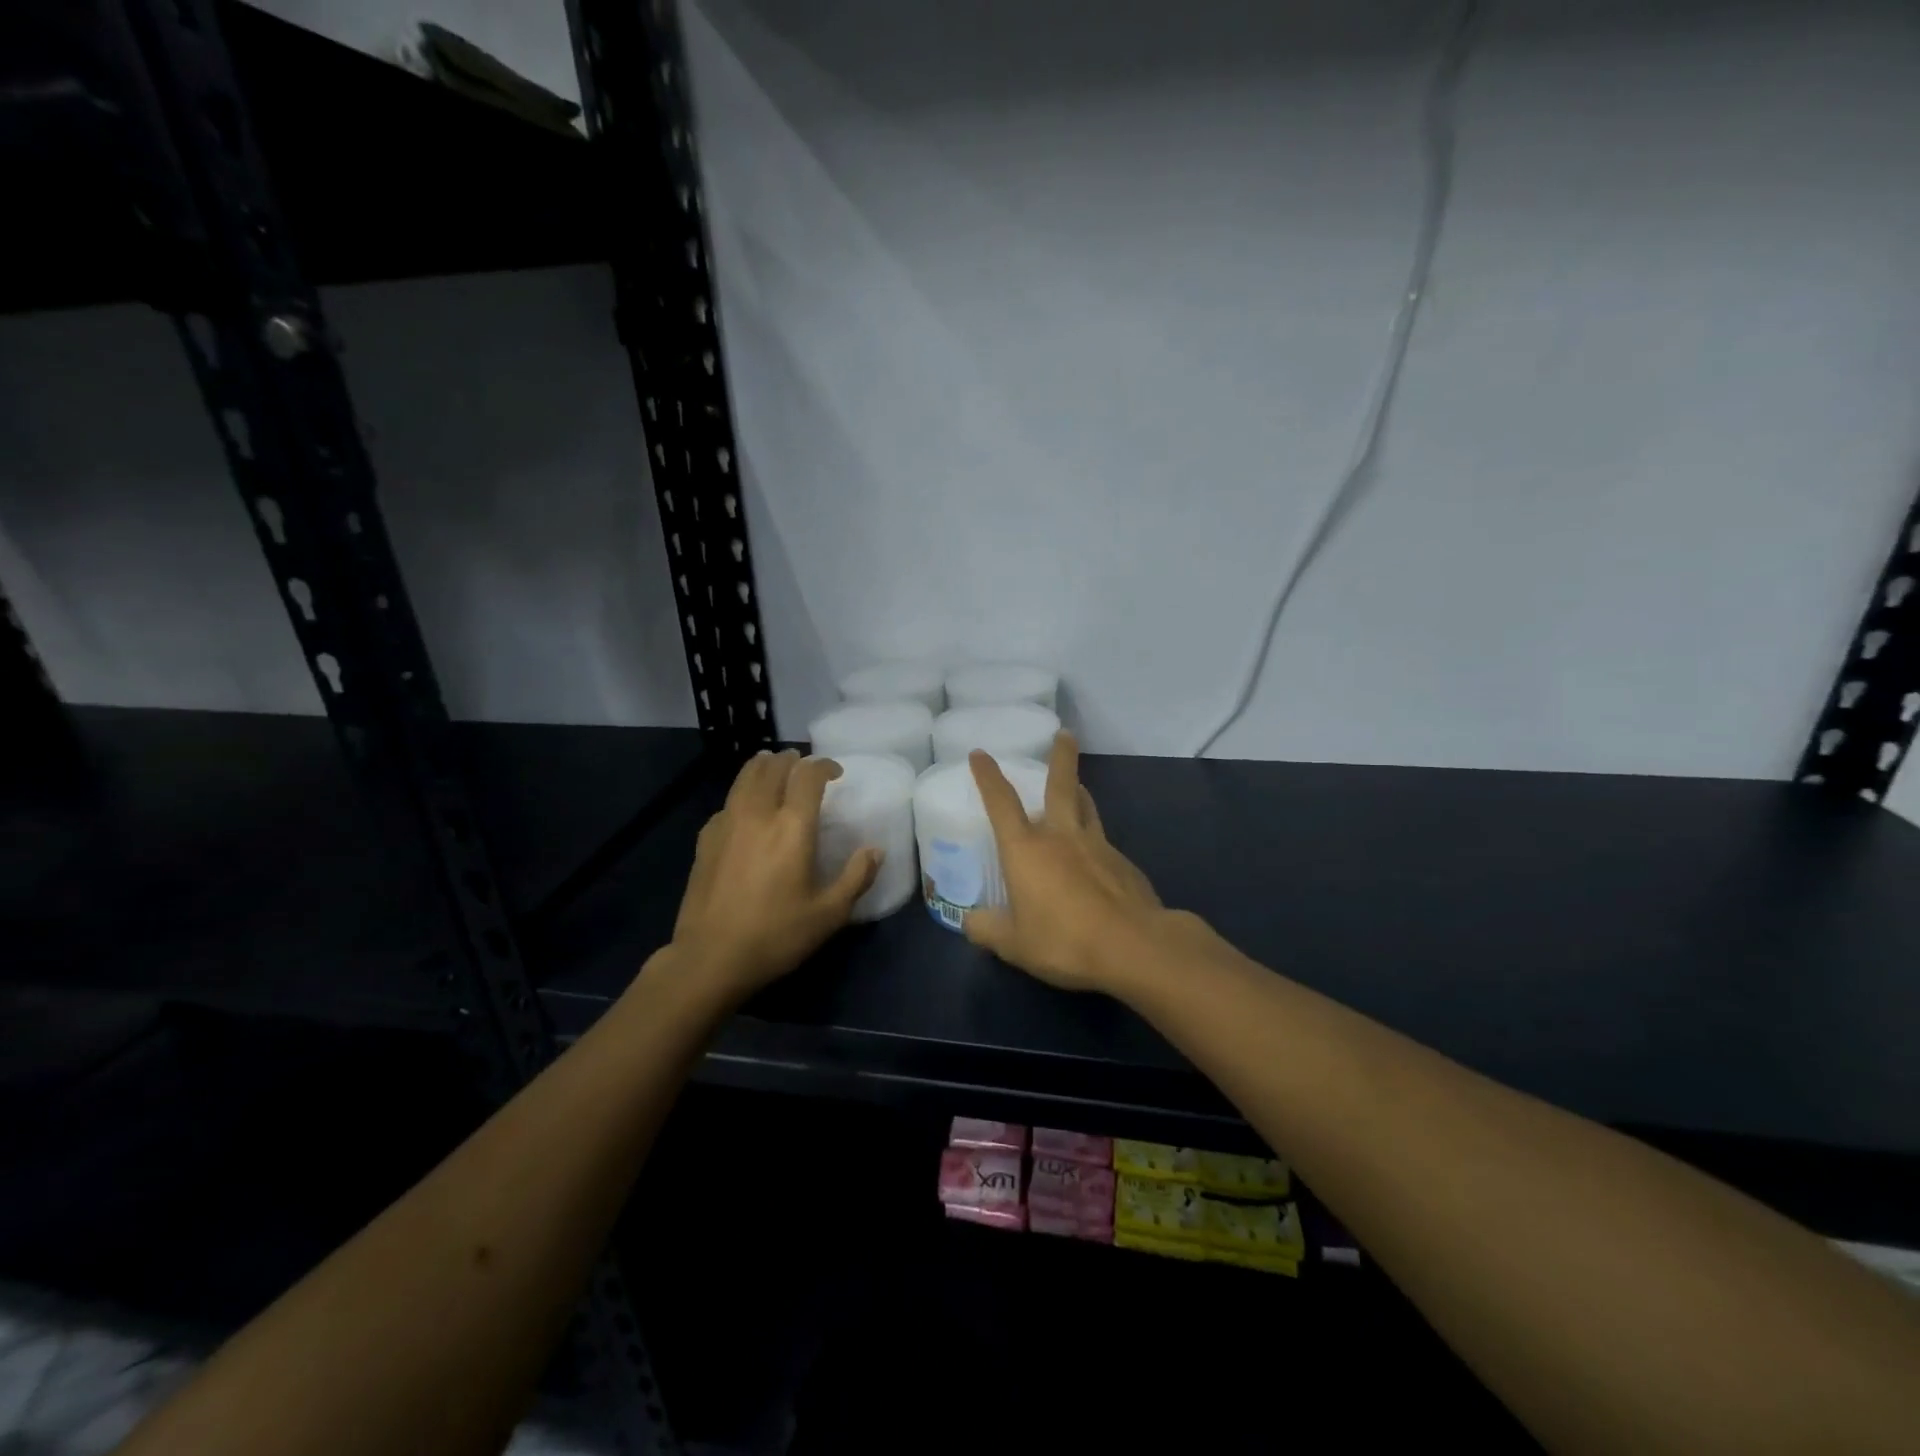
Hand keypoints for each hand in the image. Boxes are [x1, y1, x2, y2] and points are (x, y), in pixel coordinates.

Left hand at [671, 750, 879, 999]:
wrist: (710, 958)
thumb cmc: (776, 936)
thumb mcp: (829, 914)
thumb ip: (857, 878)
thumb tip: (875, 850)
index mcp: (792, 827)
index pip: (808, 776)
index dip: (824, 766)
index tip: (835, 773)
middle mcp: (758, 814)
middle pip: (772, 768)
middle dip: (791, 760)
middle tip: (804, 766)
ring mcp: (726, 824)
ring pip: (744, 778)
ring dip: (763, 767)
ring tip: (773, 768)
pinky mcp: (705, 840)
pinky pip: (727, 803)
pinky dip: (741, 795)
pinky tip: (745, 809)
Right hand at [965, 732, 1164, 990]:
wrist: (1134, 946)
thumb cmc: (1064, 940)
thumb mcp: (1014, 944)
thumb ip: (987, 929)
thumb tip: (971, 922)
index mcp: (1027, 849)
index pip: (1001, 802)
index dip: (988, 776)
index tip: (980, 754)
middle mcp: (1062, 836)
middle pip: (1061, 785)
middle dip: (1061, 757)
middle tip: (1065, 734)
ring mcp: (1098, 846)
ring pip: (1088, 808)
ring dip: (1080, 792)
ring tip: (1078, 787)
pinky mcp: (1124, 864)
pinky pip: (1104, 843)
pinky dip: (1095, 842)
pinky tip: (1095, 862)